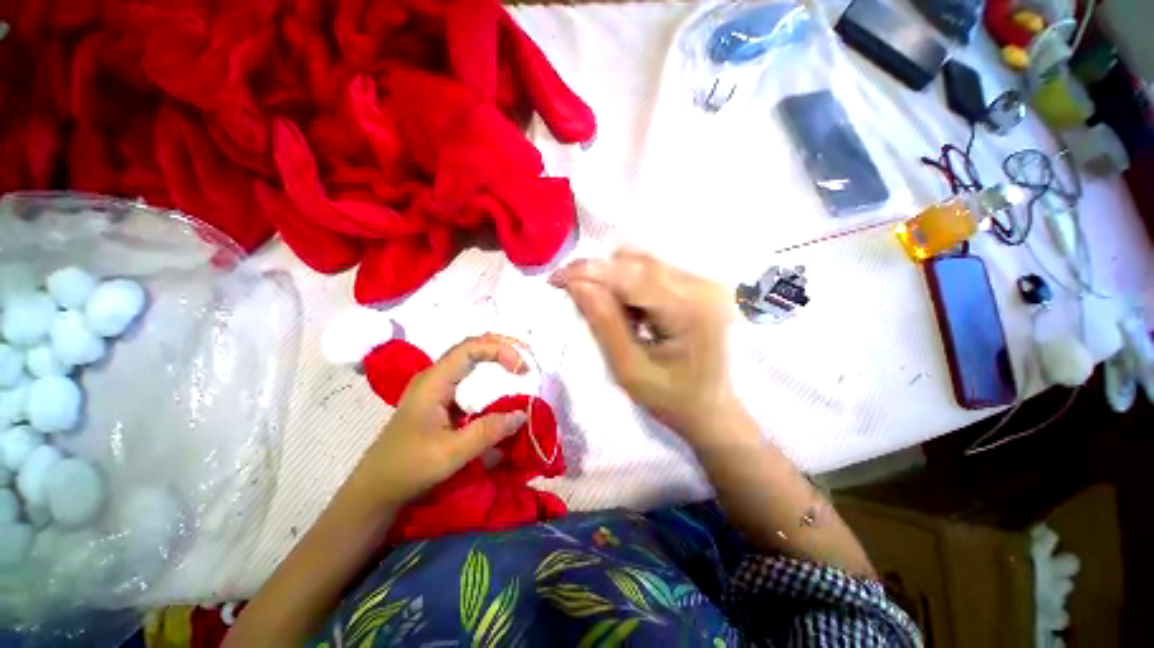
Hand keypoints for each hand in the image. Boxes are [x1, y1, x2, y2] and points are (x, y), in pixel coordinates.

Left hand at [355, 334, 529, 506]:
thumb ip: (487, 432)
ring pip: (472, 361)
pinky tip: (503, 388)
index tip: (521, 369)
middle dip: (503, 348)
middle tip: (528, 361)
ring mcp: (437, 387)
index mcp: (433, 381)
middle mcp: (435, 377)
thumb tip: (523, 414)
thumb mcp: (450, 454)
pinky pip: (470, 379)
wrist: (375, 489)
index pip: (470, 348)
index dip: (499, 350)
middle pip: (473, 348)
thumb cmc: (407, 469)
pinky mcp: (442, 400)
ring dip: (498, 360)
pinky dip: (491, 377)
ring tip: (521, 369)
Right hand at [551, 251, 741, 442]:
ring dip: (615, 281)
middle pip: (637, 263)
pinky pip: (653, 273)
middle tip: (576, 297)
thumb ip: (603, 322)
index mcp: (690, 310)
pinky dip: (631, 286)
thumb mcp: (629, 369)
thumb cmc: (671, 400)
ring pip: (643, 263)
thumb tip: (576, 284)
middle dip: (600, 275)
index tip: (556, 278)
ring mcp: (704, 283)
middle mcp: (703, 286)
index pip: (631, 276)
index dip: (589, 271)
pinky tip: (631, 314)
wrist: (712, 410)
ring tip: (612, 316)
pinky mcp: (699, 286)